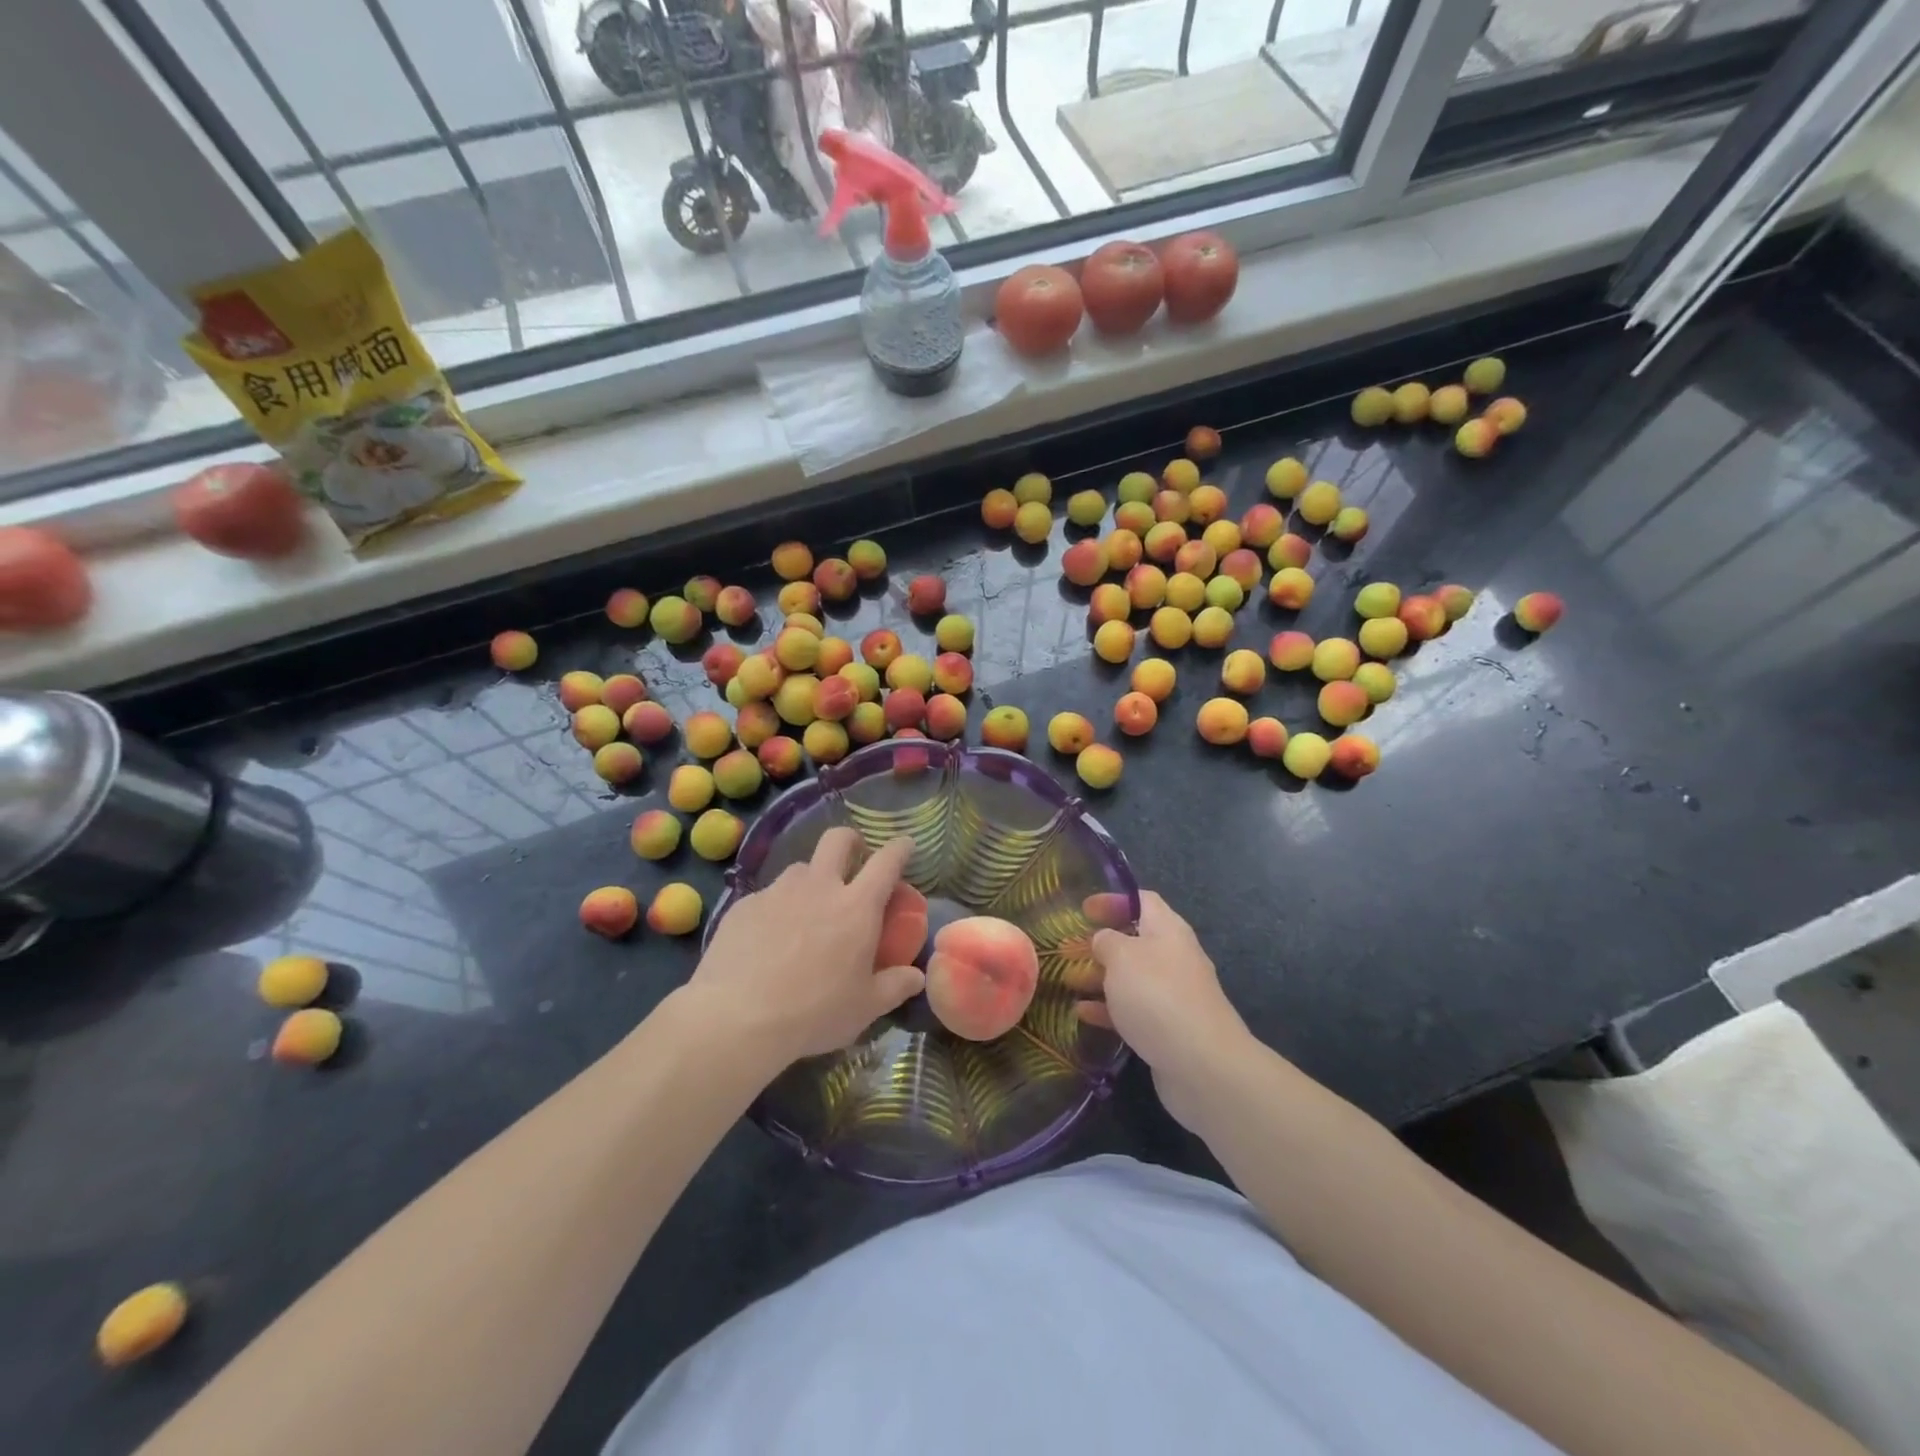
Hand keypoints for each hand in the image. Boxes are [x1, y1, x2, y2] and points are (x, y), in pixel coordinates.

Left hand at [685, 829, 923, 1067]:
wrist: (737, 1018)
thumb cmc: (814, 1012)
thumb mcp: (865, 1007)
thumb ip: (895, 986)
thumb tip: (917, 977)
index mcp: (856, 906)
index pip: (887, 861)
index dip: (900, 848)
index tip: (906, 844)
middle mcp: (819, 886)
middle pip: (838, 840)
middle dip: (851, 841)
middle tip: (854, 859)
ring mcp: (778, 892)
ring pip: (800, 869)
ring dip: (811, 881)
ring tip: (806, 912)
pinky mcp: (744, 905)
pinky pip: (768, 896)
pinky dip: (776, 909)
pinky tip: (768, 940)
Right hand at [1076, 892, 1250, 1131]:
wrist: (1202, 1065)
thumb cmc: (1157, 996)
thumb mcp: (1123, 957)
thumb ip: (1107, 941)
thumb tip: (1104, 940)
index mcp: (1168, 931)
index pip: (1142, 901)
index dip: (1113, 900)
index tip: (1083, 909)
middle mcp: (1174, 958)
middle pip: (1135, 941)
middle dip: (1101, 943)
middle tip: (1067, 949)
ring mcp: (1172, 996)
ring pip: (1131, 978)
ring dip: (1100, 977)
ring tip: (1067, 981)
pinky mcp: (1167, 1029)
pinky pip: (1133, 1010)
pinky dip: (1107, 1009)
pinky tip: (1082, 1014)